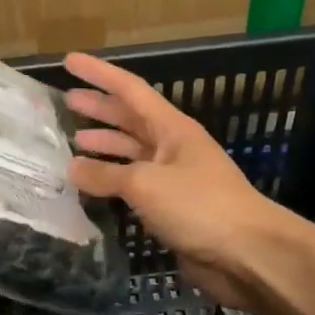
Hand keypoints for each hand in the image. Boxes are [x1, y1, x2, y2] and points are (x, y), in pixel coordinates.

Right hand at [64, 52, 284, 310]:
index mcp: (172, 128)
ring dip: (104, 146)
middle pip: (130, 119)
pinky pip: (134, 187)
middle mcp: (172, 147)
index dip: (99, 74)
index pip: (130, 90)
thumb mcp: (145, 184)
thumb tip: (73, 169)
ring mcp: (173, 178)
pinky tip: (91, 186)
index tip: (69, 61)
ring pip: (131, 153)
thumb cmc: (199, 205)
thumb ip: (106, 175)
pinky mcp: (172, 209)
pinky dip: (111, 182)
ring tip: (73, 142)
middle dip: (100, 109)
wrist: (248, 253)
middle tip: (66, 101)